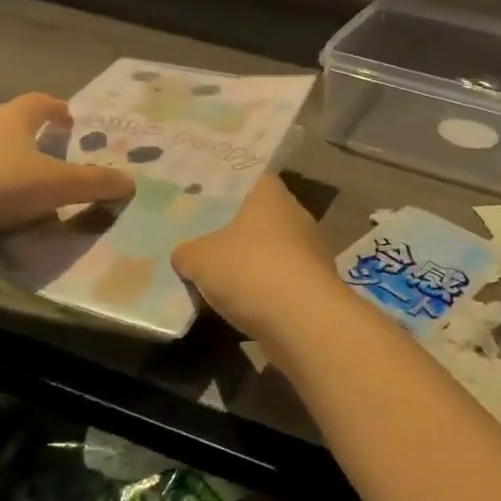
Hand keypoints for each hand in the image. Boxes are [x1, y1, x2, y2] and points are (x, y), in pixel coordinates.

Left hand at [0, 94, 132, 246]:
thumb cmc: (0, 184)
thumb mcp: (59, 186)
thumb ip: (96, 183)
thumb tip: (130, 182)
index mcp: (12, 117)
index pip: (39, 102)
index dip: (57, 110)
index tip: (70, 121)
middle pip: (8, 122)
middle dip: (28, 136)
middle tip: (46, 154)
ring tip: (16, 182)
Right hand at [173, 175, 346, 341]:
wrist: (303, 321)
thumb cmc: (250, 270)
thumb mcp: (199, 259)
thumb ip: (187, 252)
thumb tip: (185, 254)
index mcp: (271, 195)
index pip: (250, 179)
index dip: (226, 189)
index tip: (203, 199)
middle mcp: (296, 215)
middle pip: (259, 217)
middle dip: (234, 230)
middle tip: (201, 239)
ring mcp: (310, 251)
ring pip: (271, 251)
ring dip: (249, 263)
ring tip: (216, 276)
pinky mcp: (314, 285)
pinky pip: (280, 280)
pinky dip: (263, 290)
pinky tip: (239, 304)